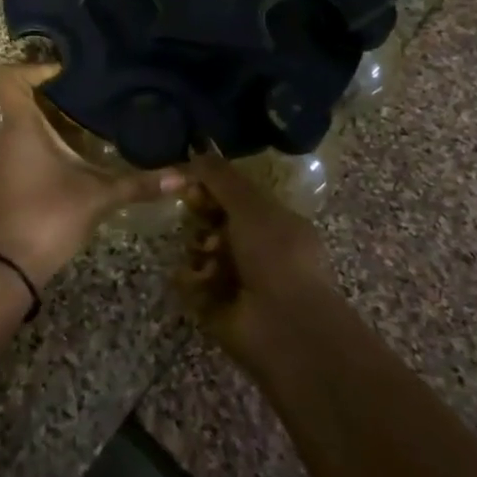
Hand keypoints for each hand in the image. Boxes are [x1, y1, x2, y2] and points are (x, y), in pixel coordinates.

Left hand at [0, 62, 183, 287]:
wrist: (8, 269)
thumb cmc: (47, 217)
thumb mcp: (99, 196)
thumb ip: (140, 183)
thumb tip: (186, 175)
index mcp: (22, 126)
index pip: (8, 77)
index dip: (33, 67)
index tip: (68, 73)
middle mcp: (8, 136)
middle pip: (25, 99)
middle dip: (60, 95)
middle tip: (98, 95)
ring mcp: (6, 159)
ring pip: (28, 125)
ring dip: (57, 121)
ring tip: (97, 122)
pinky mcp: (10, 180)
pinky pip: (28, 147)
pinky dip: (51, 143)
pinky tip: (81, 156)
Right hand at [178, 154, 339, 373]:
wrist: (285, 327)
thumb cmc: (276, 256)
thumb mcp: (250, 205)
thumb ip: (221, 177)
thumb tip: (197, 149)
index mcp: (273, 222)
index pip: (234, 197)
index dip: (211, 188)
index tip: (193, 185)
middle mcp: (256, 249)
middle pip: (213, 221)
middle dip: (200, 217)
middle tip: (194, 216)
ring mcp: (236, 280)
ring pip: (199, 250)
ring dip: (197, 248)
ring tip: (206, 258)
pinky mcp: (216, 307)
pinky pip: (191, 282)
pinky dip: (192, 279)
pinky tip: (200, 280)